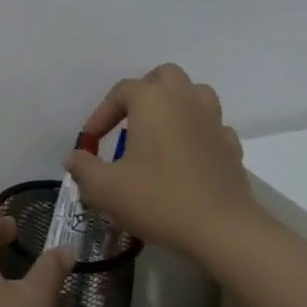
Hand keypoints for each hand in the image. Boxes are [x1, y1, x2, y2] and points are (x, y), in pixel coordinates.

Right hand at [64, 64, 257, 254]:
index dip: (101, 114)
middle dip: (145, 92)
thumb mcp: (106, 188)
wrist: (224, 230)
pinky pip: (212, 127)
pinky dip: (199, 133)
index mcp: (152, 100)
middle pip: (164, 77)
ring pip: (195, 93)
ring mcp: (213, 121)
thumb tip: (74, 158)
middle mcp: (184, 99)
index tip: (91, 141)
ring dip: (176, 104)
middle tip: (130, 120)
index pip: (120, 91)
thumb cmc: (159, 199)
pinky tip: (188, 156)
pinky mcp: (232, 147)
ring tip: (161, 130)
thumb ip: (83, 169)